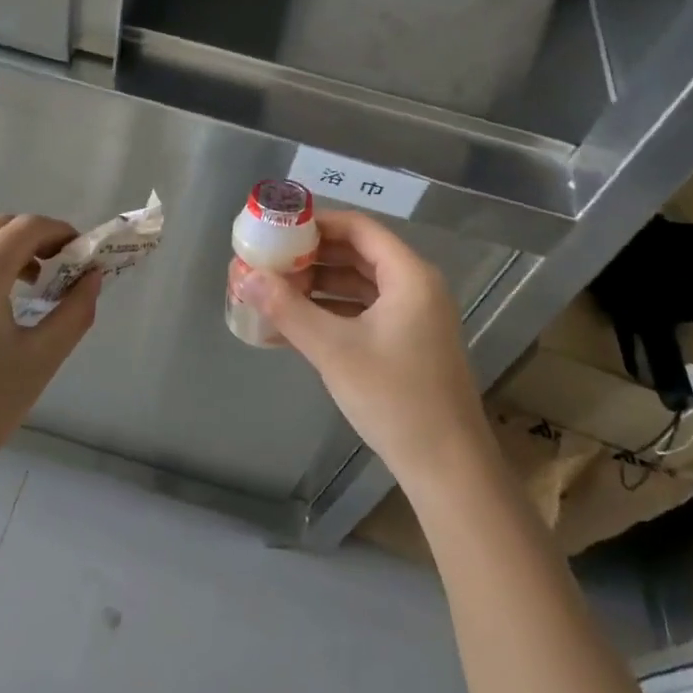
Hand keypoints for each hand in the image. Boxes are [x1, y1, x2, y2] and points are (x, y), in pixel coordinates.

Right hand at [233, 210, 490, 488]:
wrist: (448, 470)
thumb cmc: (395, 398)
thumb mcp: (334, 350)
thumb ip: (287, 309)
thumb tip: (245, 276)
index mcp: (409, 275)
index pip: (358, 227)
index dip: (316, 223)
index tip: (277, 229)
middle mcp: (415, 287)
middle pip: (356, 254)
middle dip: (310, 257)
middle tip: (268, 260)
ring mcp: (412, 317)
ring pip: (357, 285)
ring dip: (316, 287)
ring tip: (272, 292)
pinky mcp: (406, 343)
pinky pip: (362, 313)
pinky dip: (330, 314)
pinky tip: (291, 327)